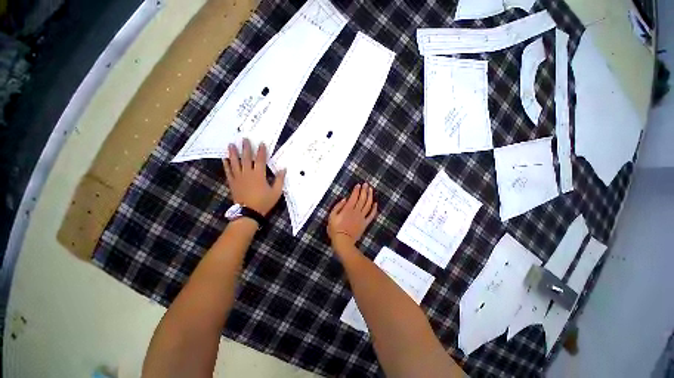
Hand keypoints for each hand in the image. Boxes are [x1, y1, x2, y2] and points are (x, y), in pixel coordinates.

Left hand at [223, 139, 285, 215]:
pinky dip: (226, 165)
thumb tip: (283, 169)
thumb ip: (280, 180)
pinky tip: (224, 159)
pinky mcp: (232, 183)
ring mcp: (238, 178)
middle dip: (246, 148)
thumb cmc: (264, 202)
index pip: (260, 160)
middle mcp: (247, 173)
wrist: (248, 213)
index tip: (261, 143)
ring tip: (231, 144)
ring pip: (235, 163)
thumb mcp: (276, 192)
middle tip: (244, 139)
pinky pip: (228, 172)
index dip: (261, 151)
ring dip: (233, 153)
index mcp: (259, 175)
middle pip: (246, 158)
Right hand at [328, 183, 377, 249]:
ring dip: (370, 196)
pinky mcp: (365, 223)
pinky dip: (374, 209)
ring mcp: (362, 217)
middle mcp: (356, 211)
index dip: (356, 190)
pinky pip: (371, 215)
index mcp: (348, 209)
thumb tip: (344, 199)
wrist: (343, 241)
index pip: (354, 197)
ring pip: (368, 205)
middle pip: (362, 199)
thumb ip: (338, 206)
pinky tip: (375, 203)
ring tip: (371, 190)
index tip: (358, 184)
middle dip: (365, 190)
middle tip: (366, 184)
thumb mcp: (331, 217)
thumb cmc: (335, 229)